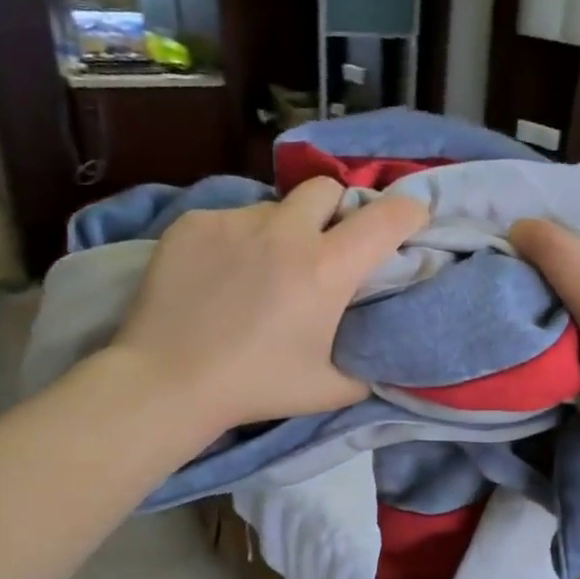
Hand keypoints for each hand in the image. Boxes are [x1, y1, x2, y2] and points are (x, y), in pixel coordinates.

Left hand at [114, 177, 427, 431]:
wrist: (167, 381)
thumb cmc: (256, 387)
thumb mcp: (330, 389)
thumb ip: (368, 365)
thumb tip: (384, 351)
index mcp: (327, 269)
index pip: (386, 218)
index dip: (409, 211)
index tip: (412, 218)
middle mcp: (286, 232)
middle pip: (327, 189)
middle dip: (336, 210)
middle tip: (326, 246)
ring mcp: (235, 221)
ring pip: (275, 207)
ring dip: (283, 230)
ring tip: (263, 269)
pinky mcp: (194, 223)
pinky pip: (231, 219)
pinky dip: (239, 240)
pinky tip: (222, 276)